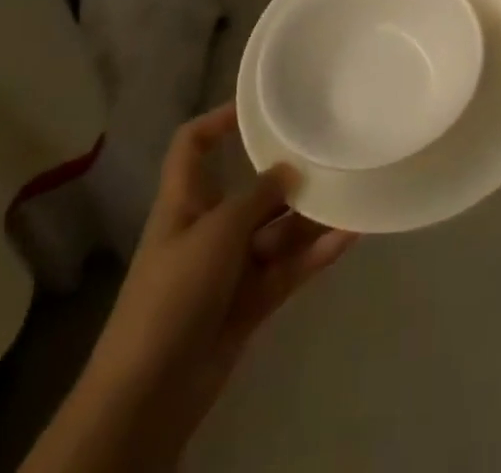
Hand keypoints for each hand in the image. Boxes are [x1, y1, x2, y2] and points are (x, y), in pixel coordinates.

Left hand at [87, 104, 356, 463]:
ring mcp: (230, 267)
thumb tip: (289, 169)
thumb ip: (257, 196)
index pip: (192, 146)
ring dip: (310, 216)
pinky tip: (349, 235)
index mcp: (185, 201)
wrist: (149, 395)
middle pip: (250, 189)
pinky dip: (315, 253)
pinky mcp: (250, 302)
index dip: (218, 121)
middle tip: (329, 150)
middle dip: (286, 174)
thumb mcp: (216, 232)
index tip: (258, 106)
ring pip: (276, 230)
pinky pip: (288, 267)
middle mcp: (208, 227)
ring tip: (352, 191)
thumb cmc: (173, 294)